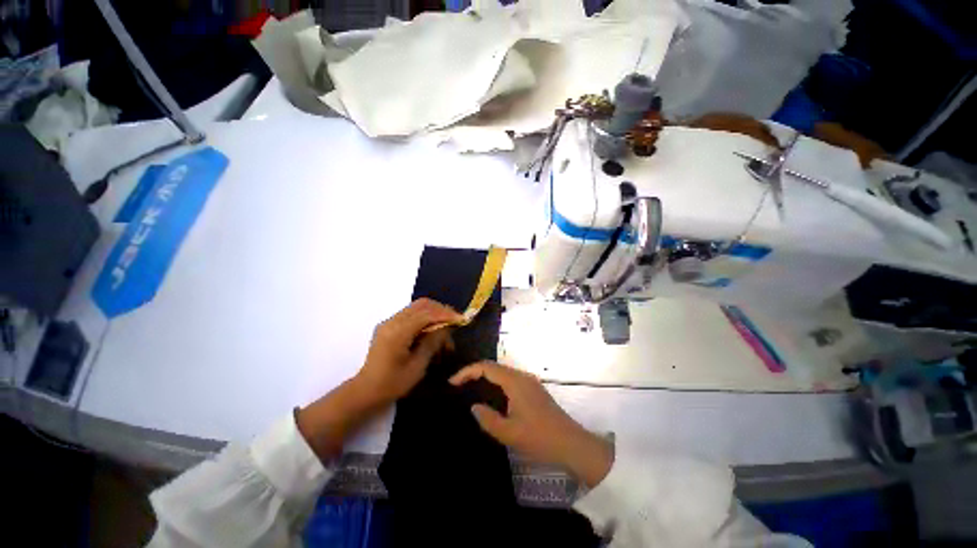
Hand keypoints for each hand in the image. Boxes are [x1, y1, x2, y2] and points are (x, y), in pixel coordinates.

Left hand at [354, 298, 460, 406]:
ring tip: (445, 331)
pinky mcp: (389, 326)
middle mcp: (392, 321)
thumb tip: (446, 326)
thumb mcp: (417, 366)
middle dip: (441, 310)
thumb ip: (432, 342)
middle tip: (455, 321)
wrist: (365, 391)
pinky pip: (411, 315)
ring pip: (417, 308)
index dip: (445, 314)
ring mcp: (389, 322)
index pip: (426, 314)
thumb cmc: (392, 384)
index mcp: (398, 332)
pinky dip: (425, 319)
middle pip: (422, 305)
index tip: (461, 319)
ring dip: (434, 314)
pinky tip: (432, 332)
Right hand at [450, 362, 613, 487]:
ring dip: (485, 377)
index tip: (452, 383)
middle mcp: (522, 376)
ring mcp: (530, 382)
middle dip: (474, 372)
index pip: (486, 367)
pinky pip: (510, 379)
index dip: (467, 371)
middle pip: (494, 366)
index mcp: (515, 382)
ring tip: (470, 389)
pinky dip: (496, 382)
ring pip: (502, 372)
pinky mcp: (534, 389)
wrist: (572, 444)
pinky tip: (491, 396)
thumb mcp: (509, 433)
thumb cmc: (540, 438)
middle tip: (458, 386)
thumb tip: (474, 407)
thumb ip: (487, 418)